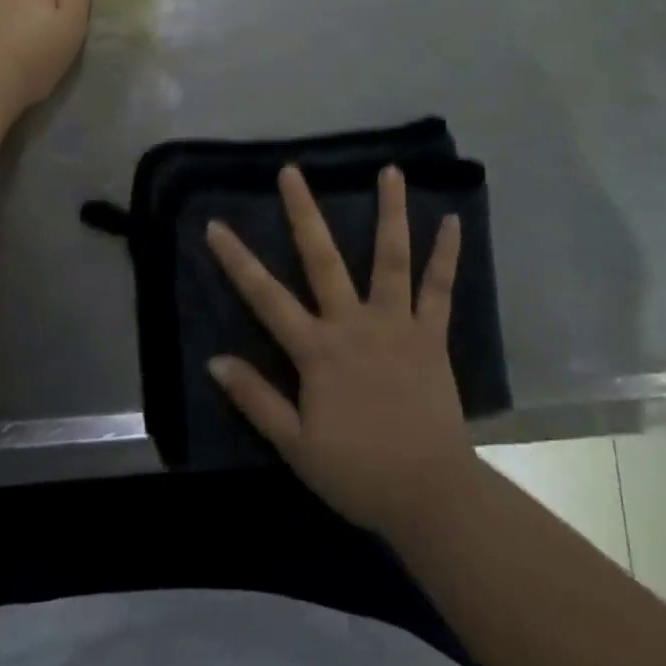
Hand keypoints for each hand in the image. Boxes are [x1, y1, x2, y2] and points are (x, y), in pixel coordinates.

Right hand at [205, 165, 479, 540]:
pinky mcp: (431, 335)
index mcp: (317, 350)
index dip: (237, 260)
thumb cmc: (358, 473)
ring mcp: (395, 324)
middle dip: (303, 212)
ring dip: (390, 212)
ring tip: (390, 170)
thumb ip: (256, 399)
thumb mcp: (296, 446)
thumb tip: (214, 360)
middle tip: (292, 171)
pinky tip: (452, 220)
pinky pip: (439, 289)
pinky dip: (446, 254)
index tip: (215, 224)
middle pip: (322, 259)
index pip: (266, 297)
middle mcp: (353, 323)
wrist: (430, 495)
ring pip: (390, 258)